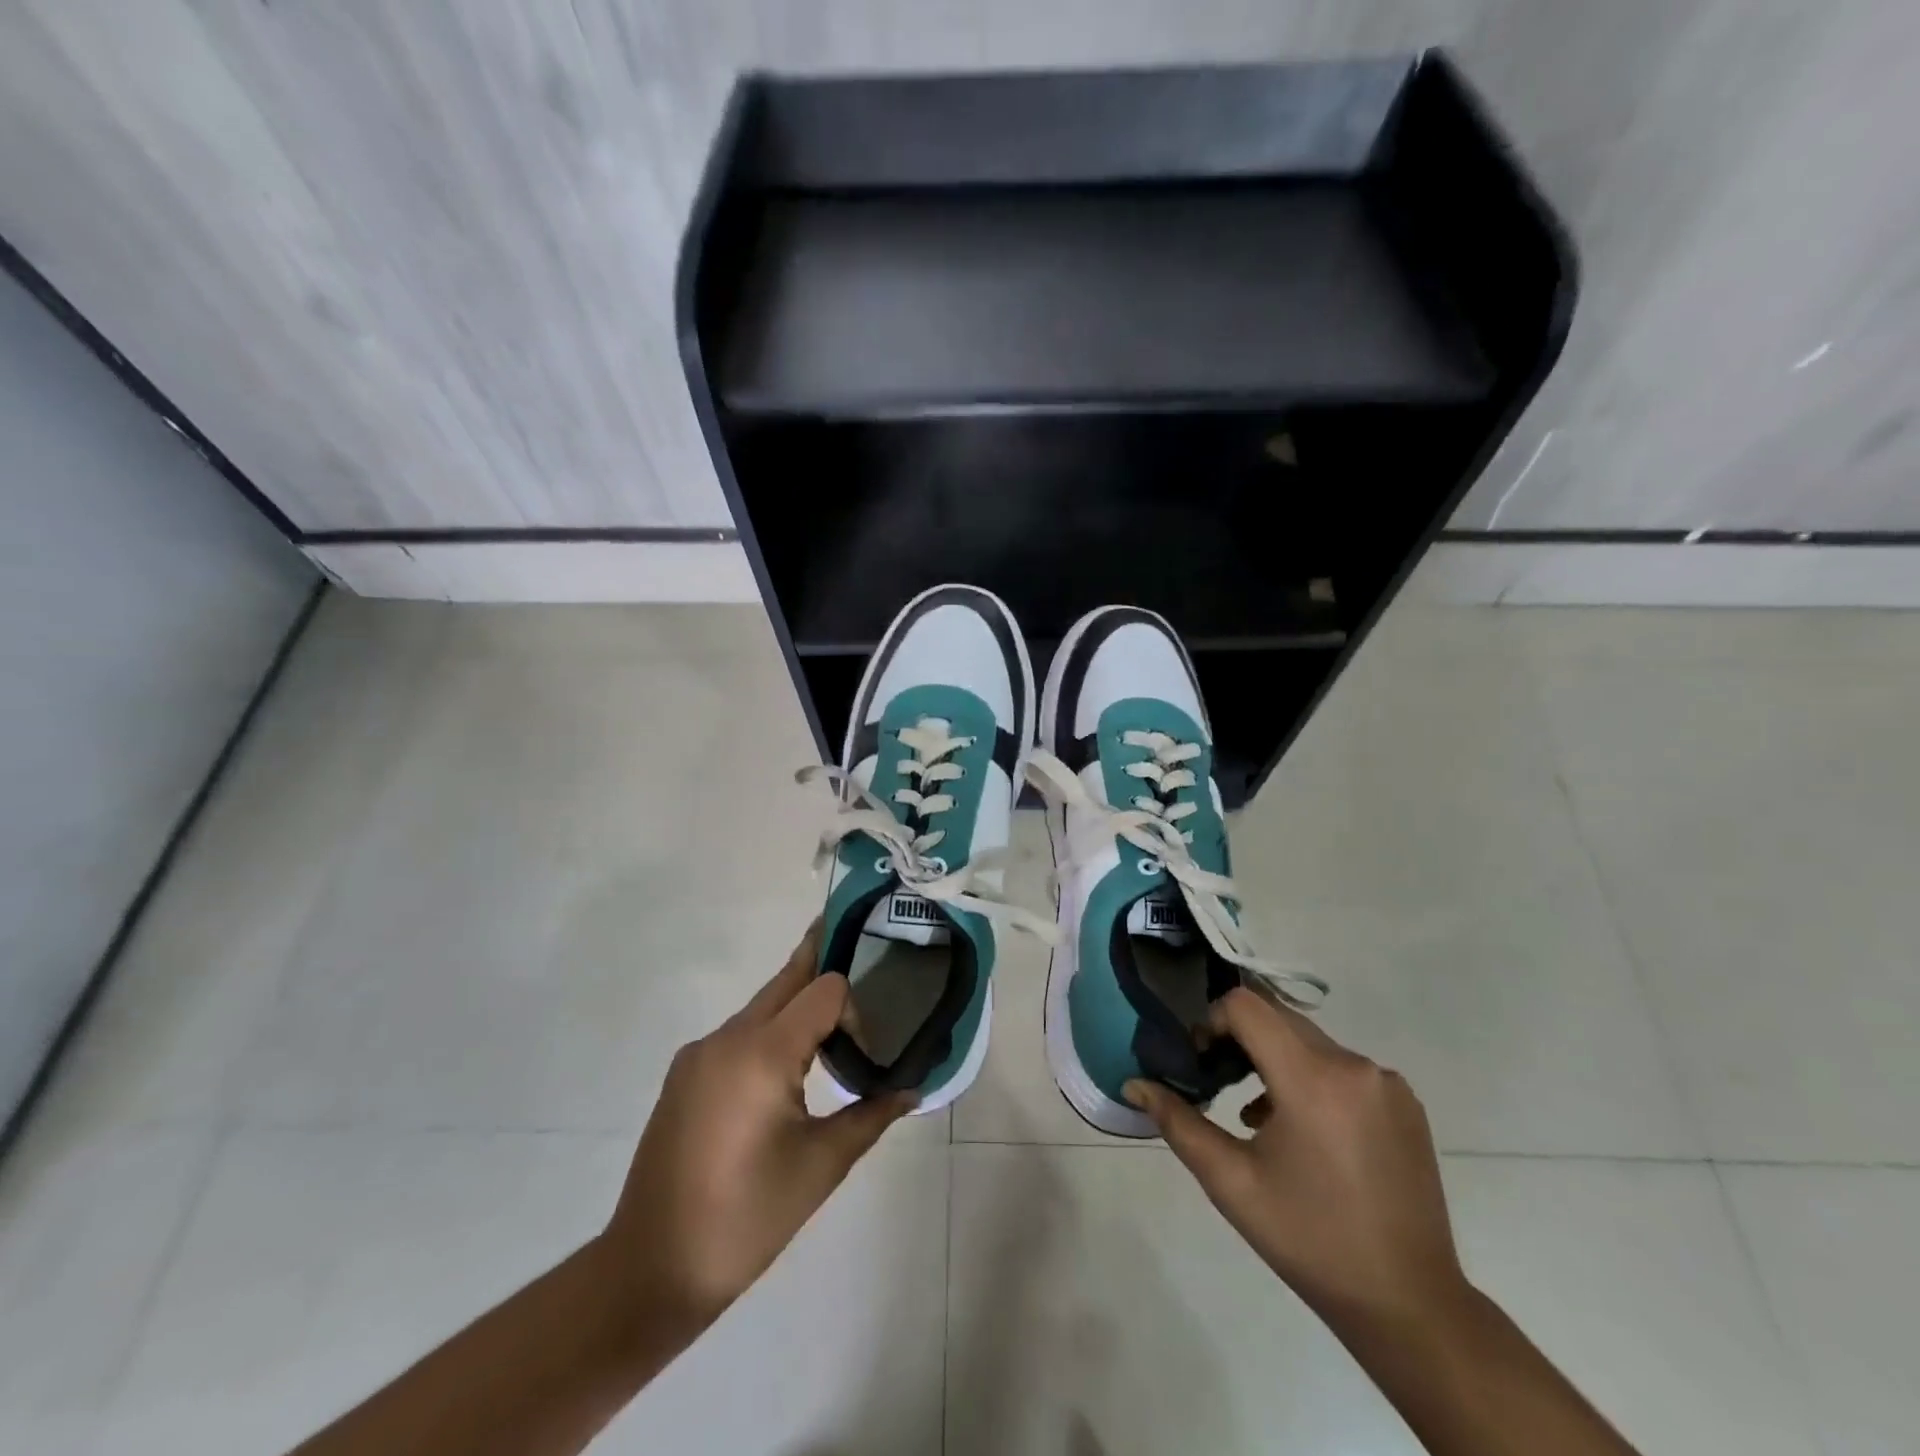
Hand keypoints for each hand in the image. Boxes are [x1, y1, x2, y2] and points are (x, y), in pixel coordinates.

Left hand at [596, 922, 913, 1333]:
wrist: (651, 1270)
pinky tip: (788, 1070)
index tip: (868, 1051)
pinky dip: (771, 1033)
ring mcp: (699, 1053)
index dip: (855, 1007)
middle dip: (824, 964)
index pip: (823, 989)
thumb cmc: (747, 1218)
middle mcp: (726, 1037)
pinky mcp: (685, 1074)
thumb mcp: (821, 1166)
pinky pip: (739, 1034)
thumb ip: (871, 1114)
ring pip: (762, 1006)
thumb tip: (913, 1088)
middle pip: (787, 980)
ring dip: (798, 1006)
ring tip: (835, 1028)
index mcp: (761, 1052)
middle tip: (863, 948)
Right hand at [1125, 988, 1468, 1332]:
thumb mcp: (1231, 1182)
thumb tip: (1133, 1082)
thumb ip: (1177, 1122)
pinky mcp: (1405, 1102)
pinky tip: (1300, 1130)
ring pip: (1309, 1041)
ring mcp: (1386, 1082)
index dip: (1212, 1020)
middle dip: (1239, 1038)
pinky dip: (1311, 1078)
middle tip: (1218, 1081)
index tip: (1201, 1060)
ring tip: (1255, 1115)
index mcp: (1313, 1079)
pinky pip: (1342, 1066)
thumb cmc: (1309, 1240)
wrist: (1408, 1303)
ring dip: (1274, 1059)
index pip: (1247, 1005)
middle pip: (1278, 1018)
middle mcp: (1355, 1065)